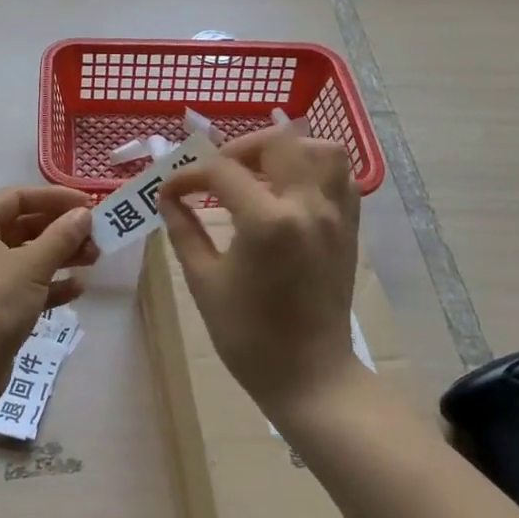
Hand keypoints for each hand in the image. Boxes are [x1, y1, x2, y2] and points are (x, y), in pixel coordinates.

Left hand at [0, 185, 97, 363]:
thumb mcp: (31, 265)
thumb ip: (61, 236)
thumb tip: (84, 214)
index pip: (17, 197)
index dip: (55, 198)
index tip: (89, 205)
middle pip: (23, 226)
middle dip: (61, 231)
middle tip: (97, 236)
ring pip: (26, 256)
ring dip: (60, 256)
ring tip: (95, 259)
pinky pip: (24, 284)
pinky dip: (49, 284)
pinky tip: (77, 289)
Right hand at [158, 125, 361, 410]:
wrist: (309, 375)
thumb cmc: (248, 335)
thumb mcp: (204, 281)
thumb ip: (183, 230)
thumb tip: (168, 198)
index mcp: (267, 222)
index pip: (222, 172)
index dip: (189, 176)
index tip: (170, 191)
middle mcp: (308, 206)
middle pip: (279, 142)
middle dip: (240, 149)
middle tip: (218, 173)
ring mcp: (336, 215)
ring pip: (321, 150)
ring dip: (285, 151)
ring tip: (259, 173)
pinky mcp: (350, 228)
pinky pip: (341, 177)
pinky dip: (314, 169)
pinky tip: (288, 190)